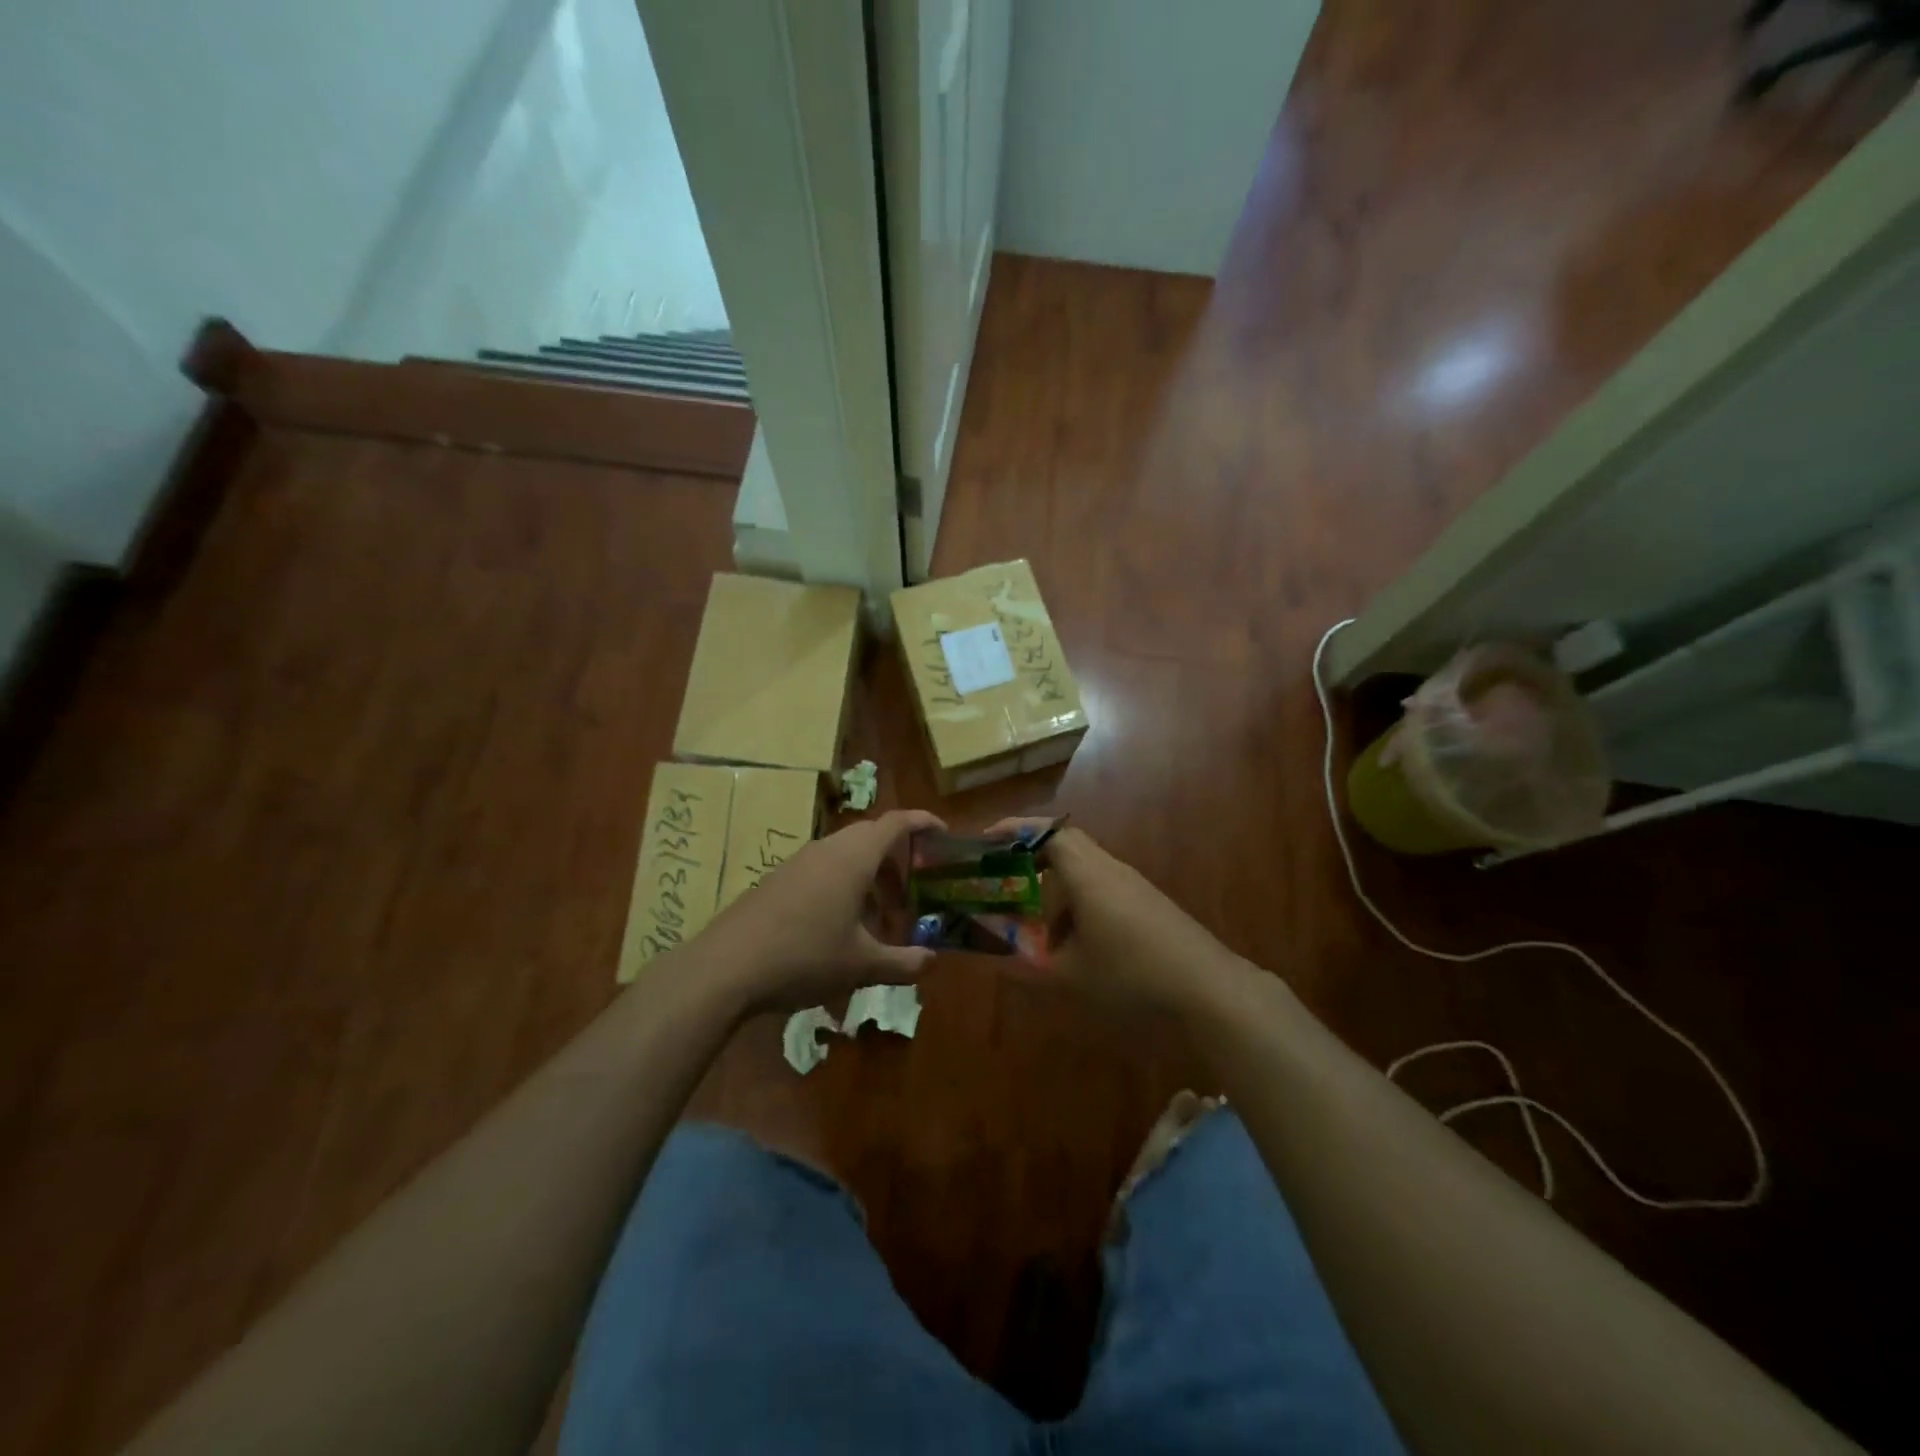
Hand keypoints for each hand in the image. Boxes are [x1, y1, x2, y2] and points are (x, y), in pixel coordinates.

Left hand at [695, 809, 944, 1016]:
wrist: (726, 967)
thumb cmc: (804, 956)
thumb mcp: (861, 966)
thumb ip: (902, 962)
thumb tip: (931, 961)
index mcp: (854, 858)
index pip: (897, 822)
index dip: (923, 823)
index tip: (944, 834)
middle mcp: (828, 849)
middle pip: (872, 837)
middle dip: (897, 861)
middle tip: (911, 893)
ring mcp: (799, 862)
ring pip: (846, 855)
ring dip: (869, 878)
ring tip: (877, 919)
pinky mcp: (778, 879)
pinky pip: (823, 869)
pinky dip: (843, 886)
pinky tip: (839, 928)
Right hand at [987, 819, 1238, 1014]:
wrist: (1209, 989)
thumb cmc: (1131, 975)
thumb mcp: (1069, 978)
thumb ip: (1026, 968)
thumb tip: (991, 962)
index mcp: (1087, 875)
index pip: (1048, 833)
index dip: (1015, 830)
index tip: (986, 840)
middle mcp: (1110, 870)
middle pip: (1066, 845)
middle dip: (1031, 858)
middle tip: (1003, 881)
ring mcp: (1134, 886)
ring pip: (1086, 871)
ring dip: (1057, 889)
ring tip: (1038, 927)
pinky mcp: (1150, 905)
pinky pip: (1104, 889)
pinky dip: (1080, 904)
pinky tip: (1078, 945)